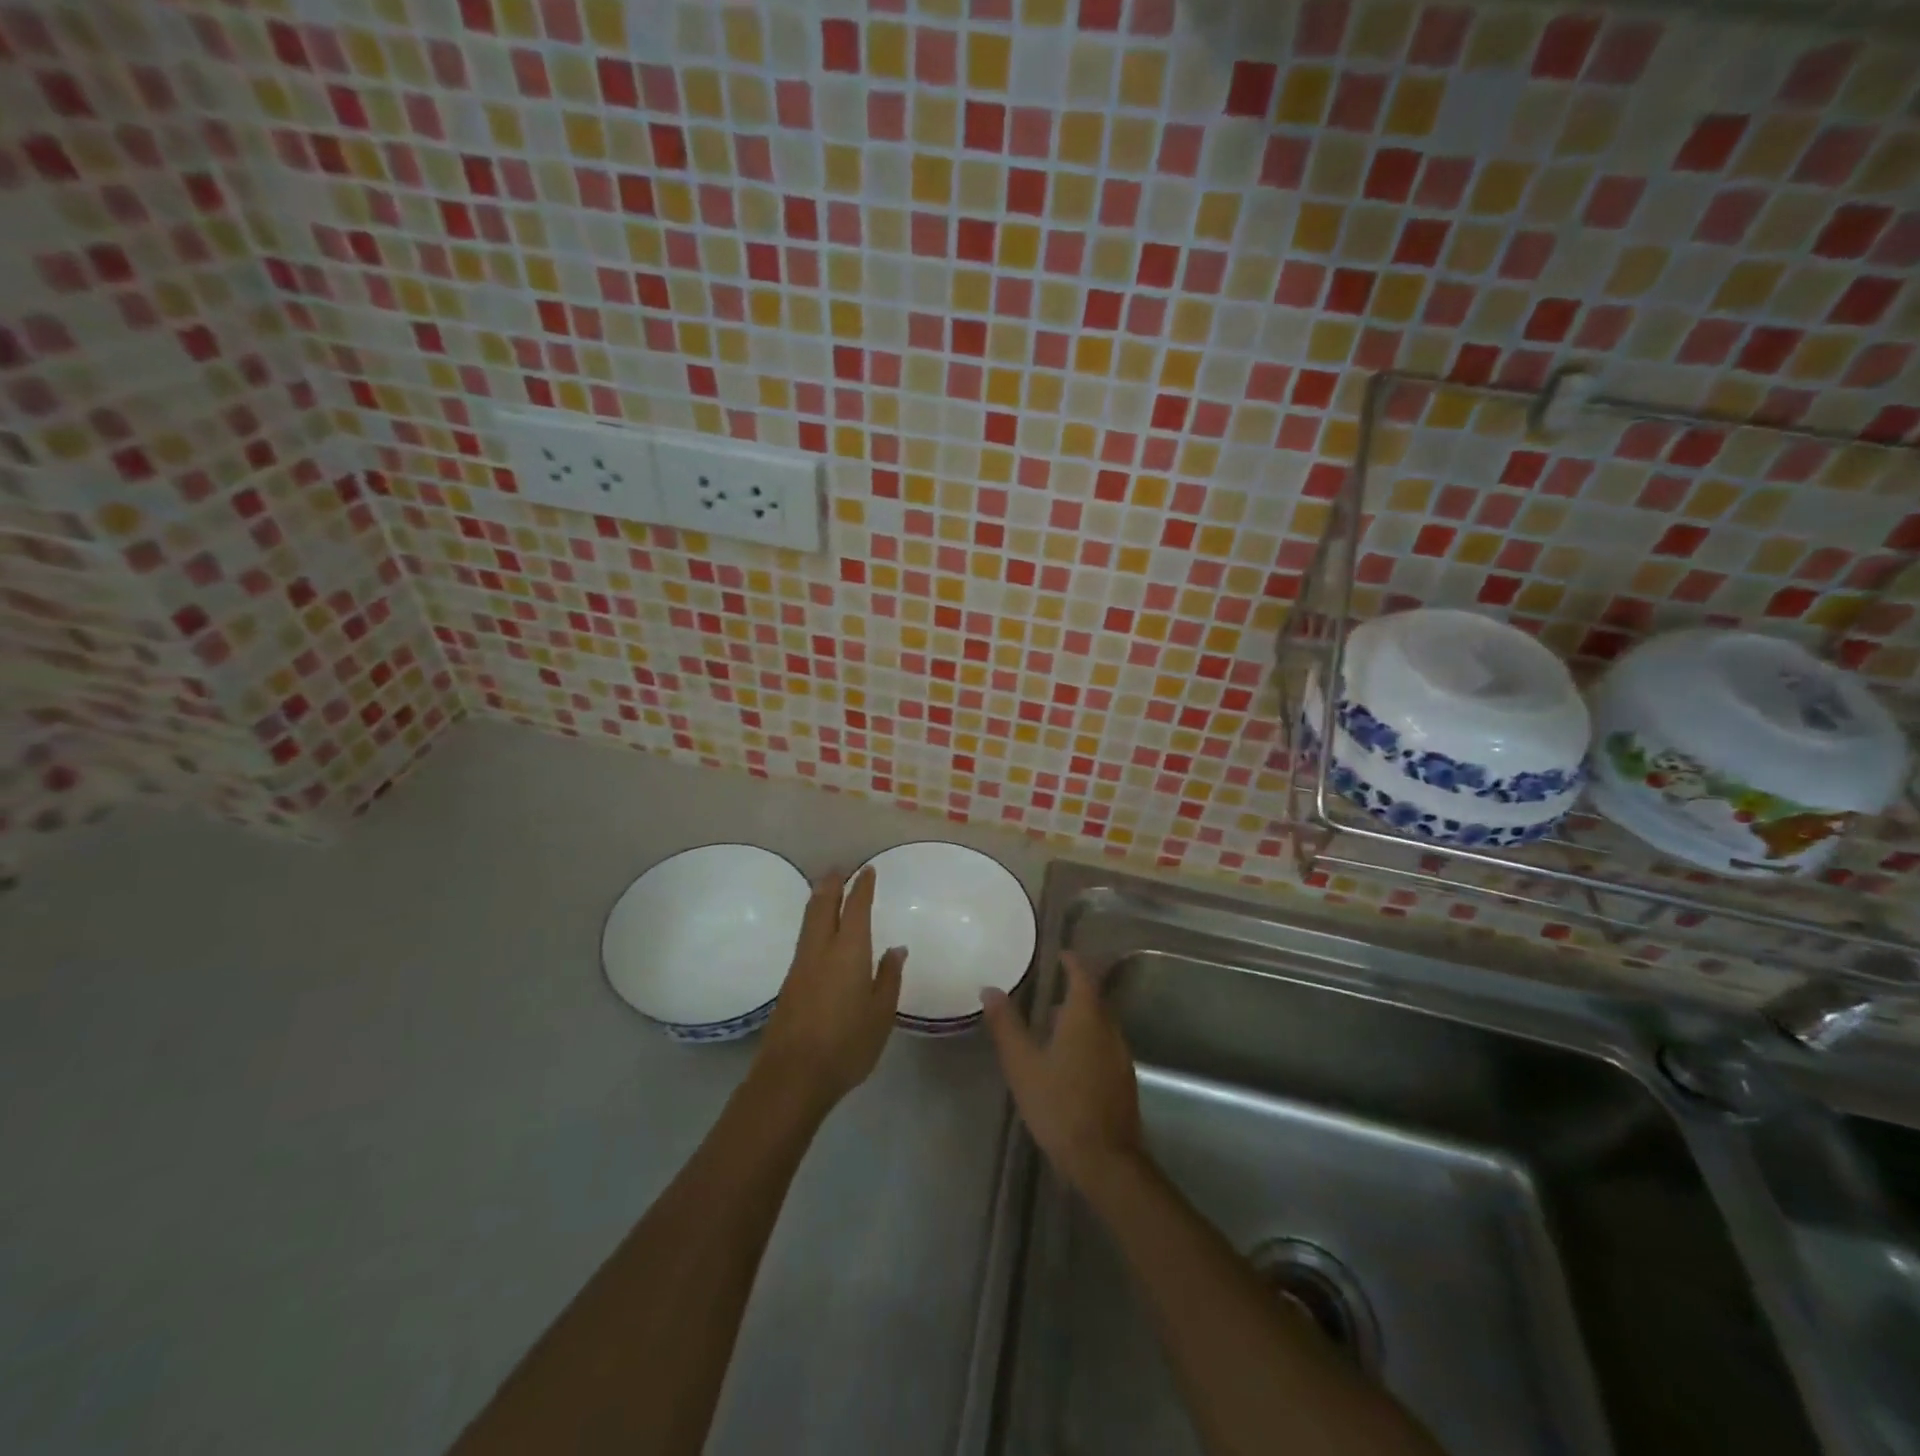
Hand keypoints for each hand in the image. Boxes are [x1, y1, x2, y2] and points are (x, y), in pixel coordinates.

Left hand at [758, 868, 904, 1110]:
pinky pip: (803, 939)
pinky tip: (817, 932)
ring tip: (825, 889)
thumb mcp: (881, 1014)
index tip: (867, 870)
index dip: (861, 887)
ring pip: (809, 921)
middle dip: (831, 884)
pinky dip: (812, 922)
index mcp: (848, 952)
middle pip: (823, 906)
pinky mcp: (789, 983)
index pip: (855, 908)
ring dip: (818, 900)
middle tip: (839, 868)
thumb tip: (896, 949)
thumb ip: (888, 978)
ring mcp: (800, 966)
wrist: (792, 1076)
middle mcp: (820, 950)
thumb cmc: (846, 1044)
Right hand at [981, 952, 1142, 1191]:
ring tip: (1052, 1024)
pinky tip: (1068, 1061)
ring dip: (1080, 1017)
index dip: (1072, 962)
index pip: (1083, 975)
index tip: (1059, 955)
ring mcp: (1120, 1055)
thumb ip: (1006, 1026)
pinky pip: (1105, 1045)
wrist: (1106, 1160)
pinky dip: (1088, 1040)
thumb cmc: (1060, 1105)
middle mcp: (1109, 1029)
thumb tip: (990, 989)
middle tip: (1049, 989)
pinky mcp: (1123, 1080)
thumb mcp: (1023, 1065)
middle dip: (1074, 990)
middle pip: (1094, 998)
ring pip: (1100, 1023)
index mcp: (1086, 1017)